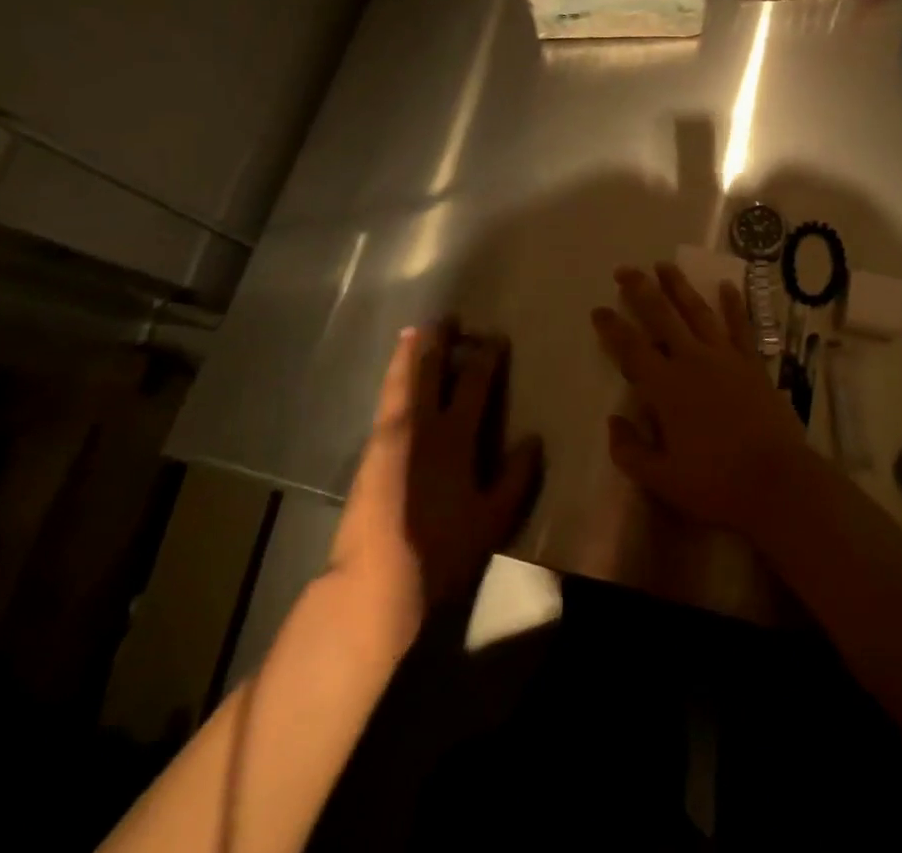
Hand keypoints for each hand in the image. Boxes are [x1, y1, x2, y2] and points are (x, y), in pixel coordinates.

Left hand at [326, 323, 543, 649]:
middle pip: (429, 372)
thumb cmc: (440, 552)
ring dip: (408, 354)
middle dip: (439, 342)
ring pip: (400, 382)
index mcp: (454, 437)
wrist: (372, 584)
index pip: (474, 384)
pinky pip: (385, 402)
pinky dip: (392, 380)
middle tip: (446, 317)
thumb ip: (515, 477)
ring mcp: (389, 438)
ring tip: (413, 331)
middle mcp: (420, 427)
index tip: (495, 337)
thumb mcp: (492, 520)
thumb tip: (533, 439)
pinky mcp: (368, 454)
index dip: (486, 358)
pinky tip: (395, 380)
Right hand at [591, 263, 814, 534]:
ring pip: (698, 312)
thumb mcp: (662, 479)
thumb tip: (613, 422)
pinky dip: (734, 304)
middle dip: (641, 290)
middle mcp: (693, 361)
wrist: (778, 482)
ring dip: (679, 287)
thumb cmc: (716, 483)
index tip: (598, 309)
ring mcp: (726, 358)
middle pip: (662, 316)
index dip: (612, 327)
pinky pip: (741, 326)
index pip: (631, 348)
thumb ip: (630, 450)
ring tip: (665, 265)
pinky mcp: (753, 363)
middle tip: (626, 270)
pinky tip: (727, 286)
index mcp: (666, 387)